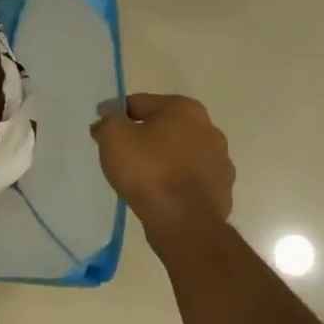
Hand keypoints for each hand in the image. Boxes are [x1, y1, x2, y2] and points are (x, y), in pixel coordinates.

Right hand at [91, 93, 234, 229]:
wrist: (184, 220)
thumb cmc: (148, 170)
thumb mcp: (113, 138)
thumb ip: (108, 121)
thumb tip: (107, 118)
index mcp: (183, 108)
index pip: (140, 103)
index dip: (116, 112)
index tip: (101, 124)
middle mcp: (208, 128)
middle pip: (164, 126)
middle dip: (143, 134)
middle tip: (120, 149)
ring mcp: (220, 159)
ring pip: (180, 152)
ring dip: (162, 157)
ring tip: (139, 174)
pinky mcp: (222, 188)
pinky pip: (190, 177)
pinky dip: (175, 179)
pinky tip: (159, 191)